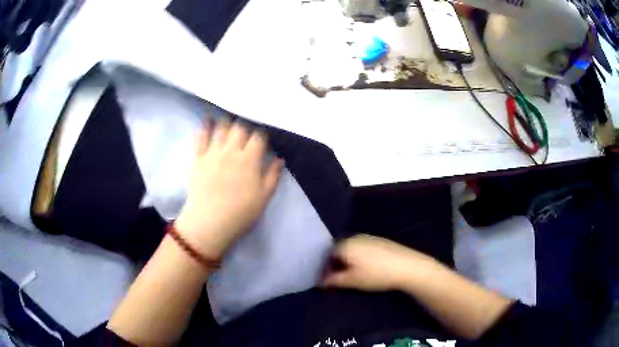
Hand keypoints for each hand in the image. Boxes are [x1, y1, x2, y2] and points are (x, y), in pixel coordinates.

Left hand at [174, 119, 283, 259]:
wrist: (209, 223)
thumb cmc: (240, 213)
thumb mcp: (264, 198)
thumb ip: (273, 175)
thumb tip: (279, 158)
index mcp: (249, 160)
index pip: (259, 136)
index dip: (263, 132)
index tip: (265, 133)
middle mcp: (231, 151)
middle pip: (240, 127)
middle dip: (246, 123)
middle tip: (248, 124)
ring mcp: (212, 153)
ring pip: (221, 128)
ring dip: (227, 120)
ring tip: (230, 116)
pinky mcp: (198, 158)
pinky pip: (200, 138)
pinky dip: (204, 127)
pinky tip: (207, 119)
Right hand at [322, 234, 439, 291]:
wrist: (407, 266)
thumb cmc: (376, 274)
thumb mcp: (352, 281)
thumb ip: (333, 280)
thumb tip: (321, 282)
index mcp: (345, 245)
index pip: (327, 256)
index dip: (325, 270)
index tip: (326, 282)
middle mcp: (354, 237)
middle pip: (338, 251)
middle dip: (335, 265)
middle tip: (336, 279)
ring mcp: (368, 237)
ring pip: (350, 249)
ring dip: (346, 261)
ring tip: (350, 275)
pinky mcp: (379, 240)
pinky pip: (361, 248)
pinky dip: (357, 258)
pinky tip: (365, 268)